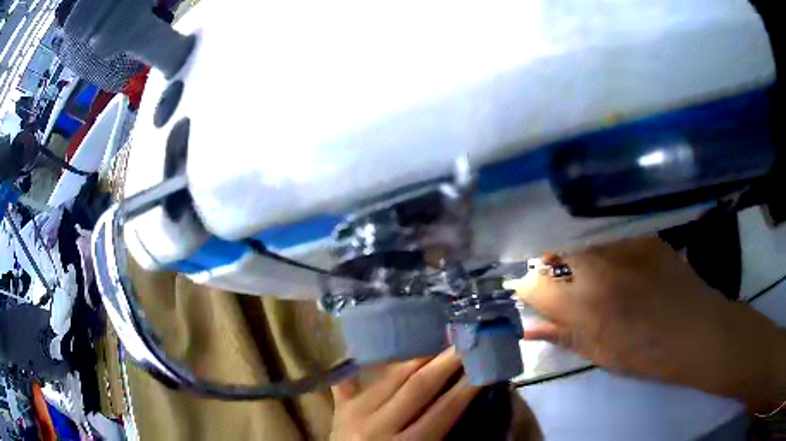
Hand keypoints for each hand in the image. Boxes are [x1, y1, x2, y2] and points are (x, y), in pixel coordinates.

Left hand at [330, 347, 481, 439]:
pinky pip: (350, 379)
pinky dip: (360, 362)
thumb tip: (465, 397)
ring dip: (417, 355)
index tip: (485, 363)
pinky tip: (374, 340)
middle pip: (418, 386)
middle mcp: (378, 425)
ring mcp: (355, 413)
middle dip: (446, 361)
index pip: (445, 410)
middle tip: (466, 339)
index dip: (467, 386)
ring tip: (438, 336)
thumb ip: (440, 430)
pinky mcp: (340, 408)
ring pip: (390, 375)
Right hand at [508, 238, 783, 405]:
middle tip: (560, 291)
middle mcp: (596, 264)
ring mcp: (621, 243)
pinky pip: (607, 238)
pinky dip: (602, 252)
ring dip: (574, 260)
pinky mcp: (641, 234)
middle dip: (546, 272)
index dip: (524, 291)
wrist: (695, 330)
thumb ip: (560, 334)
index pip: (529, 283)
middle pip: (549, 255)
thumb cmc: (644, 353)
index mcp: (582, 302)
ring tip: (592, 280)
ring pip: (578, 243)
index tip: (528, 299)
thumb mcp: (598, 352)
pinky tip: (619, 269)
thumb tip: (529, 327)